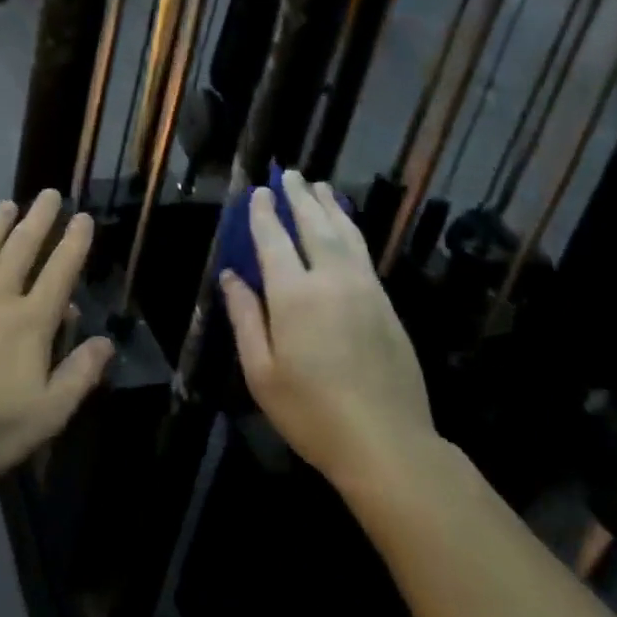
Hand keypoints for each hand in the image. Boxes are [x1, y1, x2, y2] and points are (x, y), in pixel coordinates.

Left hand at [0, 190, 112, 485]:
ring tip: (8, 204)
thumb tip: (106, 341)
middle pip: (22, 249)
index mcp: (30, 322)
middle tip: (49, 194)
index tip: (83, 217)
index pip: (60, 272)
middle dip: (39, 219)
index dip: (74, 243)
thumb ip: (80, 374)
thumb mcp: (48, 413)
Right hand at [220, 170, 436, 493]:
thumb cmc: (311, 412)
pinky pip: (363, 252)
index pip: (274, 239)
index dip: (263, 213)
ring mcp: (364, 288)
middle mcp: (331, 279)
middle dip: (299, 197)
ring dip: (330, 206)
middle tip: (289, 174)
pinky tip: (346, 226)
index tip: (257, 192)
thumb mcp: (261, 372)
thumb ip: (245, 318)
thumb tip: (230, 276)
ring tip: (320, 186)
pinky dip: (351, 229)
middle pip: (313, 225)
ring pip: (345, 233)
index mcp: (294, 296)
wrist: (386, 442)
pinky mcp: (385, 302)